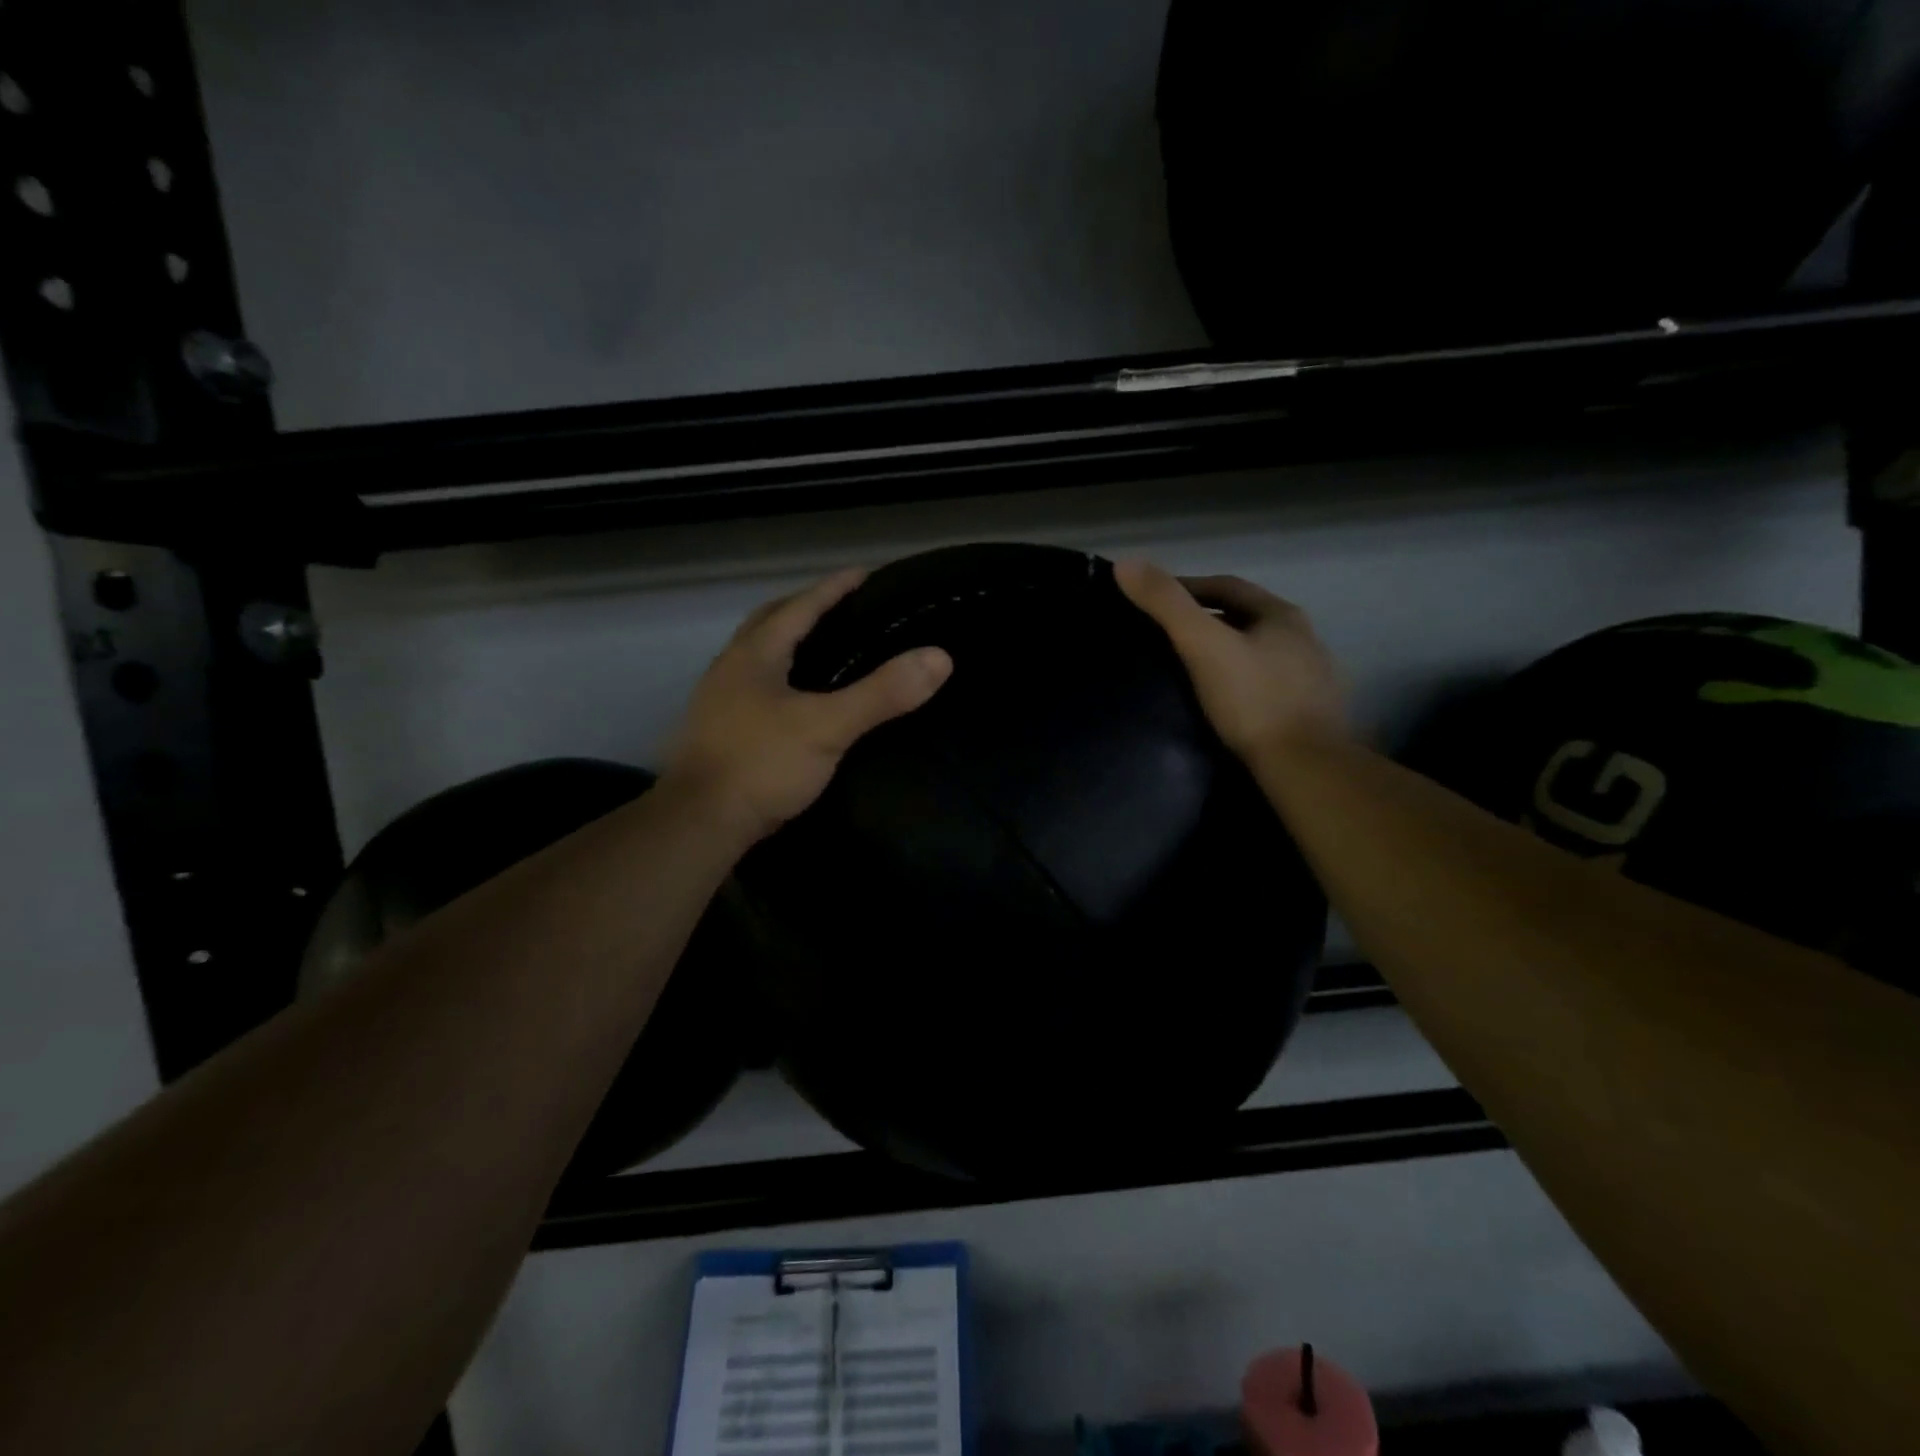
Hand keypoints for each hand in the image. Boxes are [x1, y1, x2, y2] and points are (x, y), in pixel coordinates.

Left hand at [666, 568, 952, 842]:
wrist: (701, 824)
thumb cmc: (761, 765)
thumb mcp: (827, 726)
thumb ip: (881, 693)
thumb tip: (939, 657)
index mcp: (754, 655)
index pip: (800, 607)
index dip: (833, 588)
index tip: (864, 573)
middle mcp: (731, 669)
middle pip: (769, 623)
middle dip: (803, 609)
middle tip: (841, 607)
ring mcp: (720, 702)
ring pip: (758, 657)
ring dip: (788, 644)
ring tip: (824, 649)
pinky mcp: (720, 733)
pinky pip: (756, 689)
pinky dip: (781, 679)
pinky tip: (799, 701)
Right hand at [1115, 560, 1345, 759]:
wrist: (1304, 767)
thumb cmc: (1252, 700)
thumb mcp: (1201, 646)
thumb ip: (1166, 604)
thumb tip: (1124, 563)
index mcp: (1281, 615)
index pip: (1227, 587)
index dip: (1189, 587)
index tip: (1156, 600)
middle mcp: (1303, 638)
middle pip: (1246, 618)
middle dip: (1209, 620)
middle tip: (1168, 634)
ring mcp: (1312, 677)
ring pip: (1259, 652)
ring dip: (1228, 652)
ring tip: (1191, 668)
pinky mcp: (1311, 712)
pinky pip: (1268, 684)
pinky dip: (1242, 682)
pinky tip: (1225, 700)